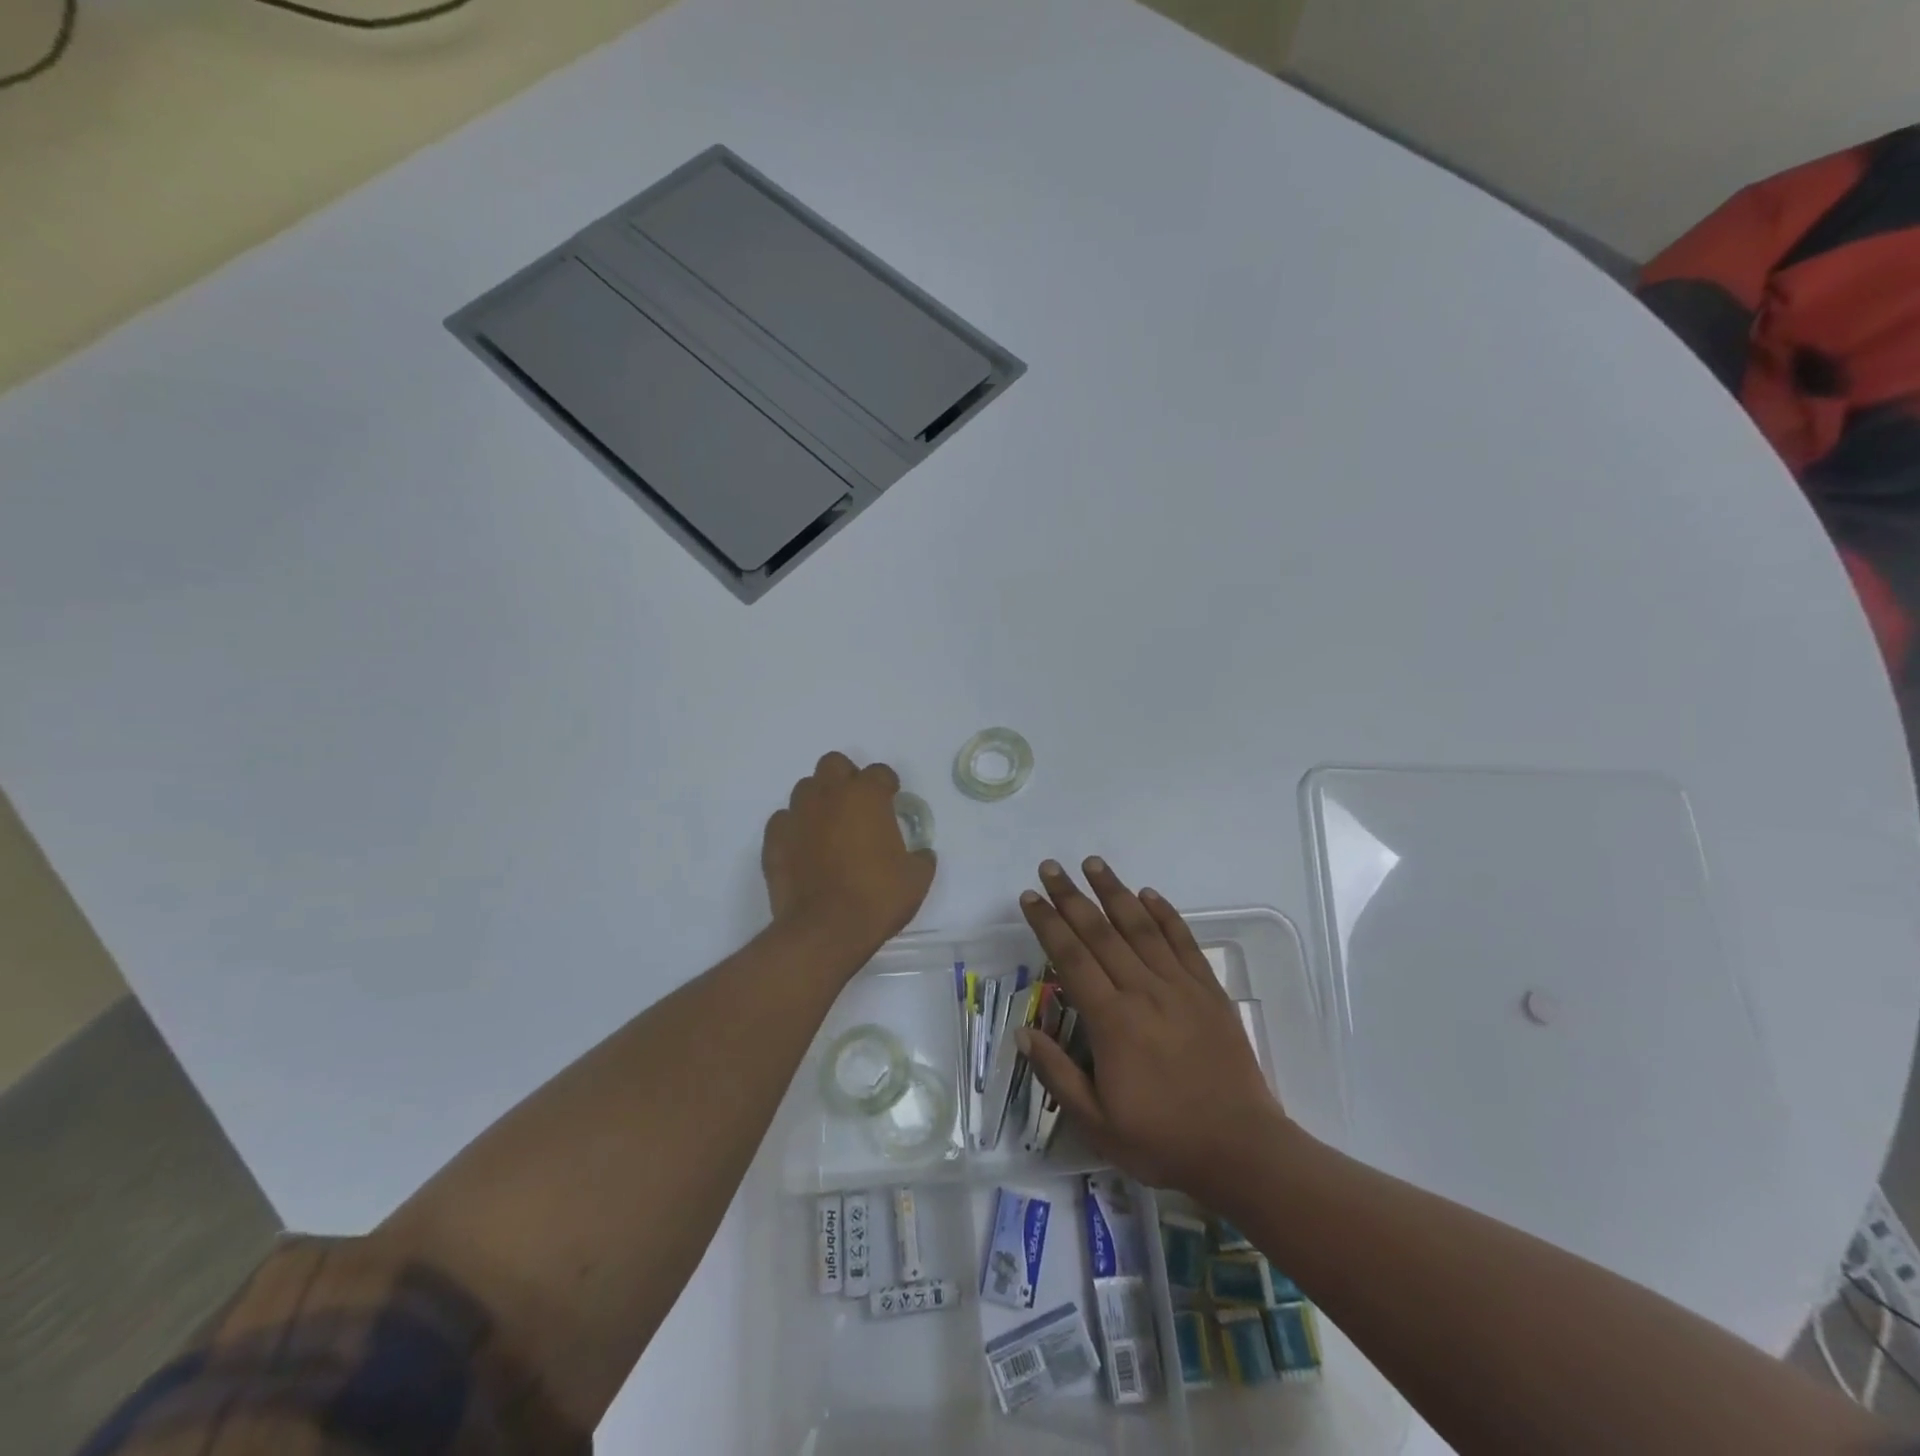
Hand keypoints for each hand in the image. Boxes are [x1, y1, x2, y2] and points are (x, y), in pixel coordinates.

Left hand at [763, 753, 935, 966]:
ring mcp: (797, 815)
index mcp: (866, 796)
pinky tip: (805, 847)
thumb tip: (921, 854)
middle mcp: (828, 795)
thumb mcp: (916, 879)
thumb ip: (920, 858)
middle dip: (847, 778)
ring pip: (805, 788)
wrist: (824, 930)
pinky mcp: (774, 839)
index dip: (887, 785)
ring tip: (830, 826)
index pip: (879, 772)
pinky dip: (796, 828)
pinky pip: (784, 820)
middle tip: (858, 805)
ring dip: (819, 800)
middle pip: (834, 765)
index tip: (892, 800)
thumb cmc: (876, 897)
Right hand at [1017, 857, 1294, 1201]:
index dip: (1047, 924)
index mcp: (1112, 1021)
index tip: (1029, 897)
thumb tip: (1022, 1033)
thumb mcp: (1097, 1123)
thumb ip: (1057, 1074)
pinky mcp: (1209, 991)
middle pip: (1100, 933)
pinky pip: (1184, 942)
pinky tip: (1149, 894)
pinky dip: (1165, 915)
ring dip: (1114, 892)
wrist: (1242, 1150)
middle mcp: (1143, 991)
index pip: (1071, 958)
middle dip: (1071, 897)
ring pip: (1140, 927)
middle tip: (1050, 867)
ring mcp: (1180, 987)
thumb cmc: (1163, 1140)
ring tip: (1093, 863)